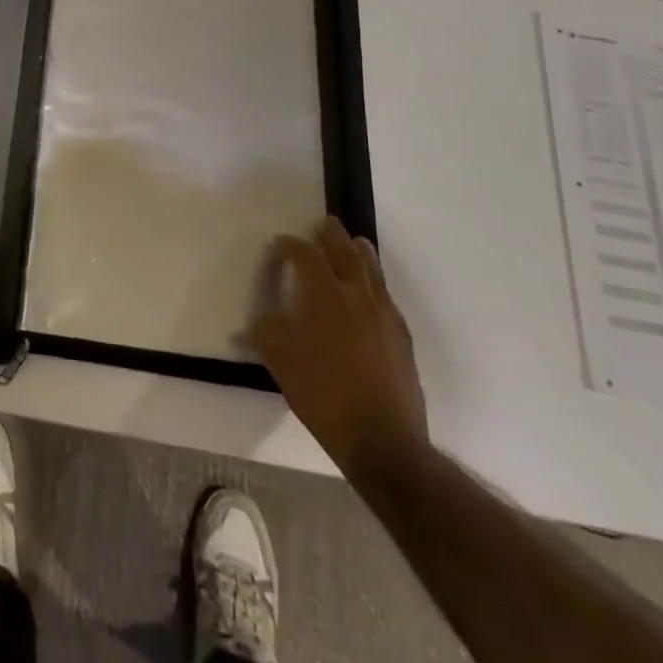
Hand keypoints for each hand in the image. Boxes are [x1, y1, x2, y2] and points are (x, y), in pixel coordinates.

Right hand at [249, 218, 428, 481]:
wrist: (382, 440)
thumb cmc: (322, 393)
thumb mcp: (278, 360)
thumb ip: (265, 330)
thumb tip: (260, 318)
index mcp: (323, 294)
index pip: (305, 255)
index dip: (290, 246)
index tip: (279, 244)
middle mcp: (356, 295)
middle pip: (345, 253)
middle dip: (331, 236)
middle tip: (325, 222)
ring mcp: (384, 316)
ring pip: (372, 272)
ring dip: (360, 253)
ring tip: (356, 242)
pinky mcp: (402, 338)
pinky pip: (387, 297)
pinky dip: (376, 284)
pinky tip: (373, 292)